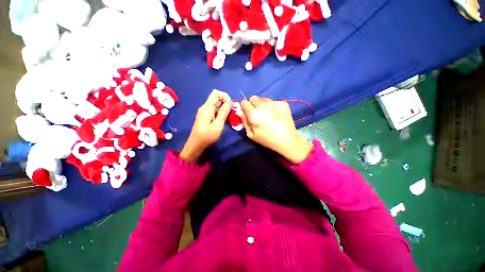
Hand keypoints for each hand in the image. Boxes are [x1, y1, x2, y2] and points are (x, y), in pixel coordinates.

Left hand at [180, 90, 231, 161]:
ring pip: (216, 105)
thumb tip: (230, 101)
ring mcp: (204, 112)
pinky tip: (223, 120)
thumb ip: (224, 112)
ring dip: (224, 109)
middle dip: (226, 103)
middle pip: (216, 98)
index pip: (216, 93)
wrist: (196, 145)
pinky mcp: (205, 116)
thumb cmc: (207, 136)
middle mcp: (205, 107)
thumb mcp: (218, 125)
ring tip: (228, 117)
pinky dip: (220, 112)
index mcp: (207, 108)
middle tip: (231, 113)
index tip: (230, 105)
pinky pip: (214, 110)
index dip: (225, 96)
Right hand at [239, 96, 312, 163]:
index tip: (247, 112)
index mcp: (254, 114)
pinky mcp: (283, 103)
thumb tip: (239, 111)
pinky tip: (275, 114)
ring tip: (267, 114)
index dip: (244, 107)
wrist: (287, 140)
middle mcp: (264, 105)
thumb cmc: (267, 139)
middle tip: (257, 113)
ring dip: (262, 104)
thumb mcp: (251, 134)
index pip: (244, 102)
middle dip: (252, 104)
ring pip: (263, 98)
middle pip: (253, 98)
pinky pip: (273, 101)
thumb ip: (244, 121)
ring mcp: (275, 103)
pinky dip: (271, 106)